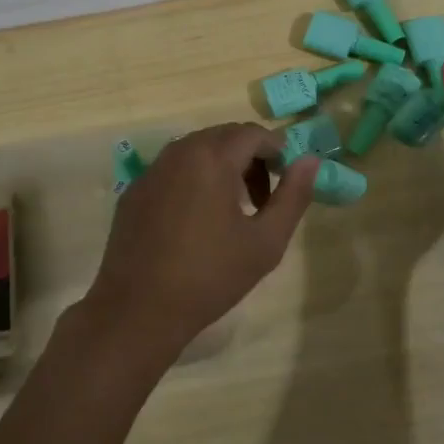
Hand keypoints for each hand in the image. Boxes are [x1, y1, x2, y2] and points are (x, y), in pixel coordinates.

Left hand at [81, 123, 319, 371]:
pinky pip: (172, 170)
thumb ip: (292, 196)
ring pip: (195, 151)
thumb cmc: (209, 276)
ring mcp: (151, 171)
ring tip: (233, 210)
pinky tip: (196, 221)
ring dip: (221, 167)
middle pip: (223, 137)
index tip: (287, 178)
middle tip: (263, 198)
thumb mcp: (265, 242)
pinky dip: (193, 180)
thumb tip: (310, 160)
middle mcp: (178, 153)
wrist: (137, 310)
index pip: (252, 133)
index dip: (276, 150)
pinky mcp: (134, 191)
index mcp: (211, 158)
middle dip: (249, 157)